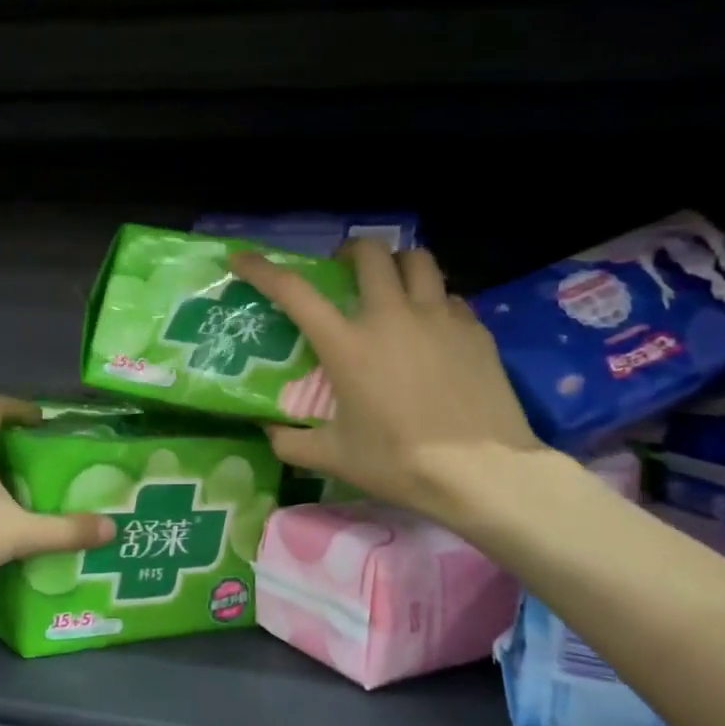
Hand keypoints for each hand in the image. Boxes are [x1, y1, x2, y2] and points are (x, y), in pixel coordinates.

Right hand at [229, 241, 549, 530]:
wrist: (482, 472)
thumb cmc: (400, 462)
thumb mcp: (334, 458)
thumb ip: (290, 442)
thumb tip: (268, 431)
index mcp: (348, 345)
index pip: (294, 292)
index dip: (262, 269)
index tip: (241, 259)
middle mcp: (391, 316)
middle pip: (369, 254)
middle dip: (349, 253)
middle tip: (343, 273)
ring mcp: (438, 317)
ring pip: (417, 260)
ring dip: (396, 265)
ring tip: (391, 286)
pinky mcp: (474, 329)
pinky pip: (448, 296)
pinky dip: (432, 301)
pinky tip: (431, 329)